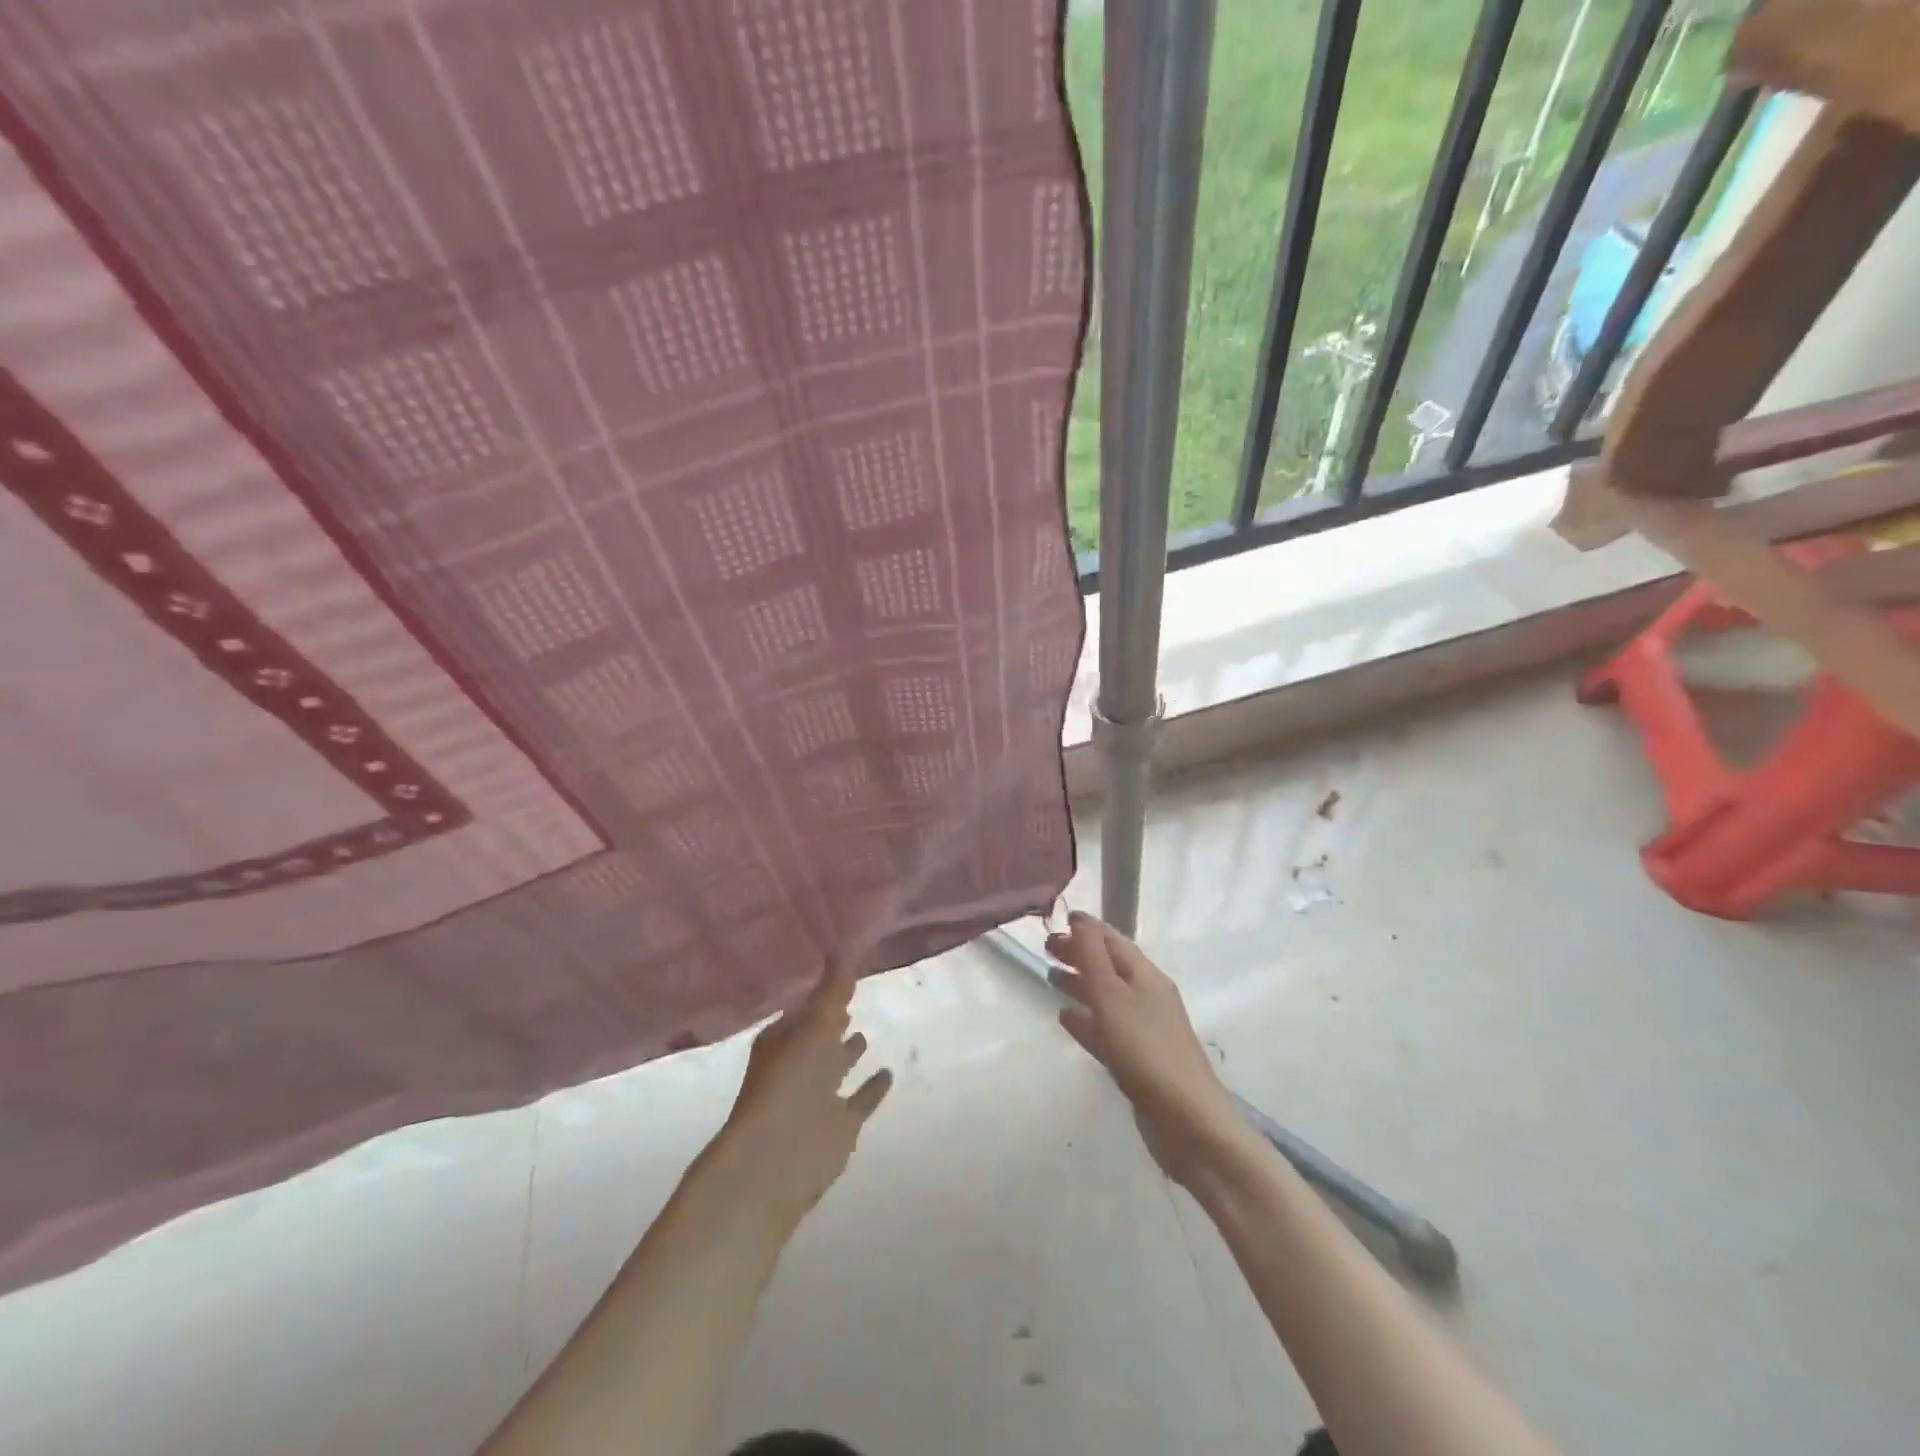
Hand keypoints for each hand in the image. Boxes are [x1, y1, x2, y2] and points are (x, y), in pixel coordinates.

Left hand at [712, 962, 892, 1230]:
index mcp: (782, 1040)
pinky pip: (860, 1100)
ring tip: (865, 1033)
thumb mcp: (813, 1025)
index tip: (839, 976)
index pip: (803, 1010)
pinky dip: (872, 1088)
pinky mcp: (840, 1125)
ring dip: (848, 1053)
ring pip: (835, 1068)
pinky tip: (888, 1073)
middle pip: (818, 1038)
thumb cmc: (788, 1082)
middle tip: (851, 999)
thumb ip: (833, 990)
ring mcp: (818, 1097)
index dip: (820, 995)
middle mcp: (798, 1066)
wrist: (778, 1159)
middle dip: (832, 1021)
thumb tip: (845, 946)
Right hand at [1046, 912, 1240, 1185]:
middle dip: (1080, 954)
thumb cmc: (1146, 1051)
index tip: (1056, 920)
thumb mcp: (1113, 997)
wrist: (1189, 1124)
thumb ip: (1092, 957)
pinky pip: (1106, 1028)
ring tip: (1050, 978)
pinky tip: (1066, 1020)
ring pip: (1106, 996)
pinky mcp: (1137, 1061)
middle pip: (1109, 966)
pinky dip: (1086, 1019)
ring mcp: (1144, 1030)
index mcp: (1146, 976)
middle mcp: (1147, 997)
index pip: (1112, 940)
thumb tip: (1079, 918)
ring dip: (1080, 983)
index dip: (1086, 929)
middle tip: (1046, 948)